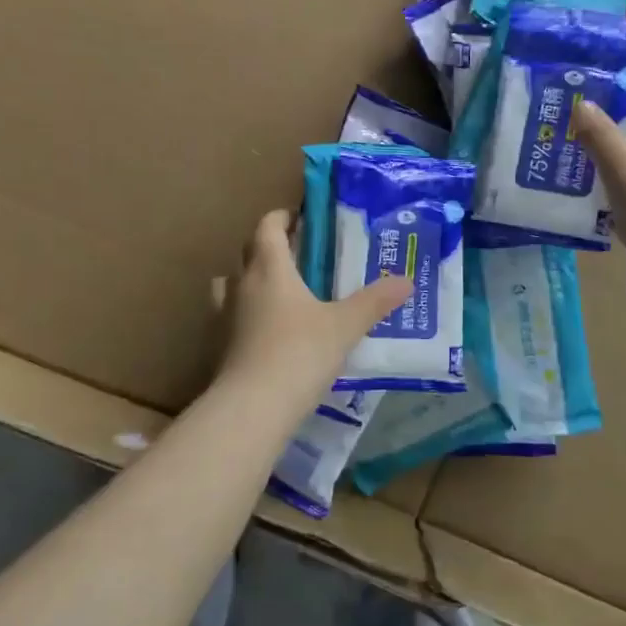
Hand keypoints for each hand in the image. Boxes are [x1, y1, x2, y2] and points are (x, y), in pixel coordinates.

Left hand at [215, 209, 412, 406]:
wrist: (252, 408)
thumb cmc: (299, 353)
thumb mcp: (344, 326)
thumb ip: (374, 301)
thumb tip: (406, 281)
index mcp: (269, 268)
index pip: (267, 227)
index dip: (282, 217)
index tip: (301, 218)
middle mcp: (242, 284)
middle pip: (249, 251)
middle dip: (271, 247)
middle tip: (300, 255)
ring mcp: (225, 316)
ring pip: (232, 284)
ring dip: (251, 280)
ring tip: (280, 292)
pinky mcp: (219, 346)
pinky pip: (231, 316)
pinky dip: (246, 314)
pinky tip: (268, 332)